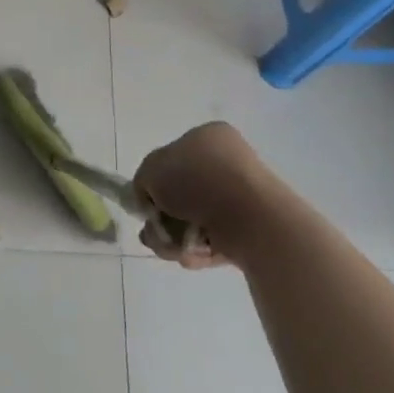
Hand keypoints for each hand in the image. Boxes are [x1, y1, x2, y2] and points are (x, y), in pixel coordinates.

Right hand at [132, 122, 291, 268]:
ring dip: (176, 238)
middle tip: (154, 233)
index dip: (155, 183)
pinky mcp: (251, 228)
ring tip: (173, 249)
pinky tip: (193, 256)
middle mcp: (227, 162)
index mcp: (208, 137)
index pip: (172, 158)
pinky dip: (199, 250)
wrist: (251, 217)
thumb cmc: (198, 181)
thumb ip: (143, 180)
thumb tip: (150, 198)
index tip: (148, 203)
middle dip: (163, 218)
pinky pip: (215, 240)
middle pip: (181, 194)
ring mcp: (241, 196)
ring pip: (195, 220)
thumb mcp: (152, 169)